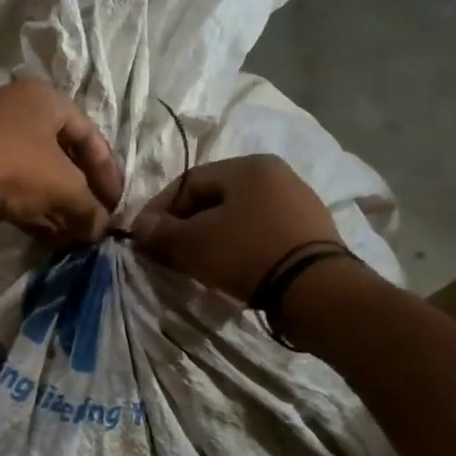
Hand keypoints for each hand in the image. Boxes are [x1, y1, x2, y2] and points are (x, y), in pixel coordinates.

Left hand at [0, 79, 123, 242]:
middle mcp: (19, 106)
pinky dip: (29, 205)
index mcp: (48, 99)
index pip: (91, 137)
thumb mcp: (62, 187)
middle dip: (80, 194)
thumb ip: (88, 208)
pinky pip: (9, 181)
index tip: (116, 207)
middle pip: (61, 155)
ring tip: (70, 237)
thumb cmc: (13, 166)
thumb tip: (99, 230)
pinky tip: (43, 234)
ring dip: (55, 205)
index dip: (109, 175)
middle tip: (92, 223)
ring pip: (34, 171)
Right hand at [130, 155, 341, 300]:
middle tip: (167, 254)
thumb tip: (140, 227)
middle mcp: (276, 175)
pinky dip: (238, 249)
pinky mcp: (309, 233)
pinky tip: (230, 270)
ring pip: (237, 218)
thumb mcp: (193, 243)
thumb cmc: (247, 253)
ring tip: (196, 266)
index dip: (159, 210)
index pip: (187, 182)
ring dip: (210, 239)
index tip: (143, 238)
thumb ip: (161, 232)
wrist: (315, 289)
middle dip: (184, 226)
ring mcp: (297, 203)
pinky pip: (259, 234)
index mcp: (248, 166)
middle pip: (213, 199)